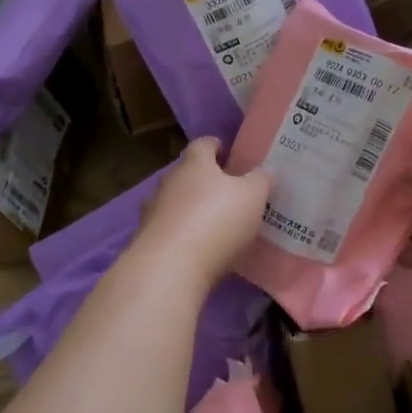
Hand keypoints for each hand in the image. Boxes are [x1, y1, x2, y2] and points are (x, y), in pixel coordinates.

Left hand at [135, 137, 270, 285]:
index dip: (217, 147)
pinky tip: (199, 250)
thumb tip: (264, 171)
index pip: (203, 144)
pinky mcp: (147, 241)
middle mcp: (169, 181)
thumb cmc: (215, 221)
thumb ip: (260, 180)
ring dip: (192, 210)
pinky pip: (169, 231)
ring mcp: (153, 211)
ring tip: (215, 225)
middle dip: (205, 181)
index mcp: (194, 164)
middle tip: (229, 194)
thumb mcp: (252, 197)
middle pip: (187, 174)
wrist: (169, 267)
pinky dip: (183, 236)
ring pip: (175, 203)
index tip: (229, 155)